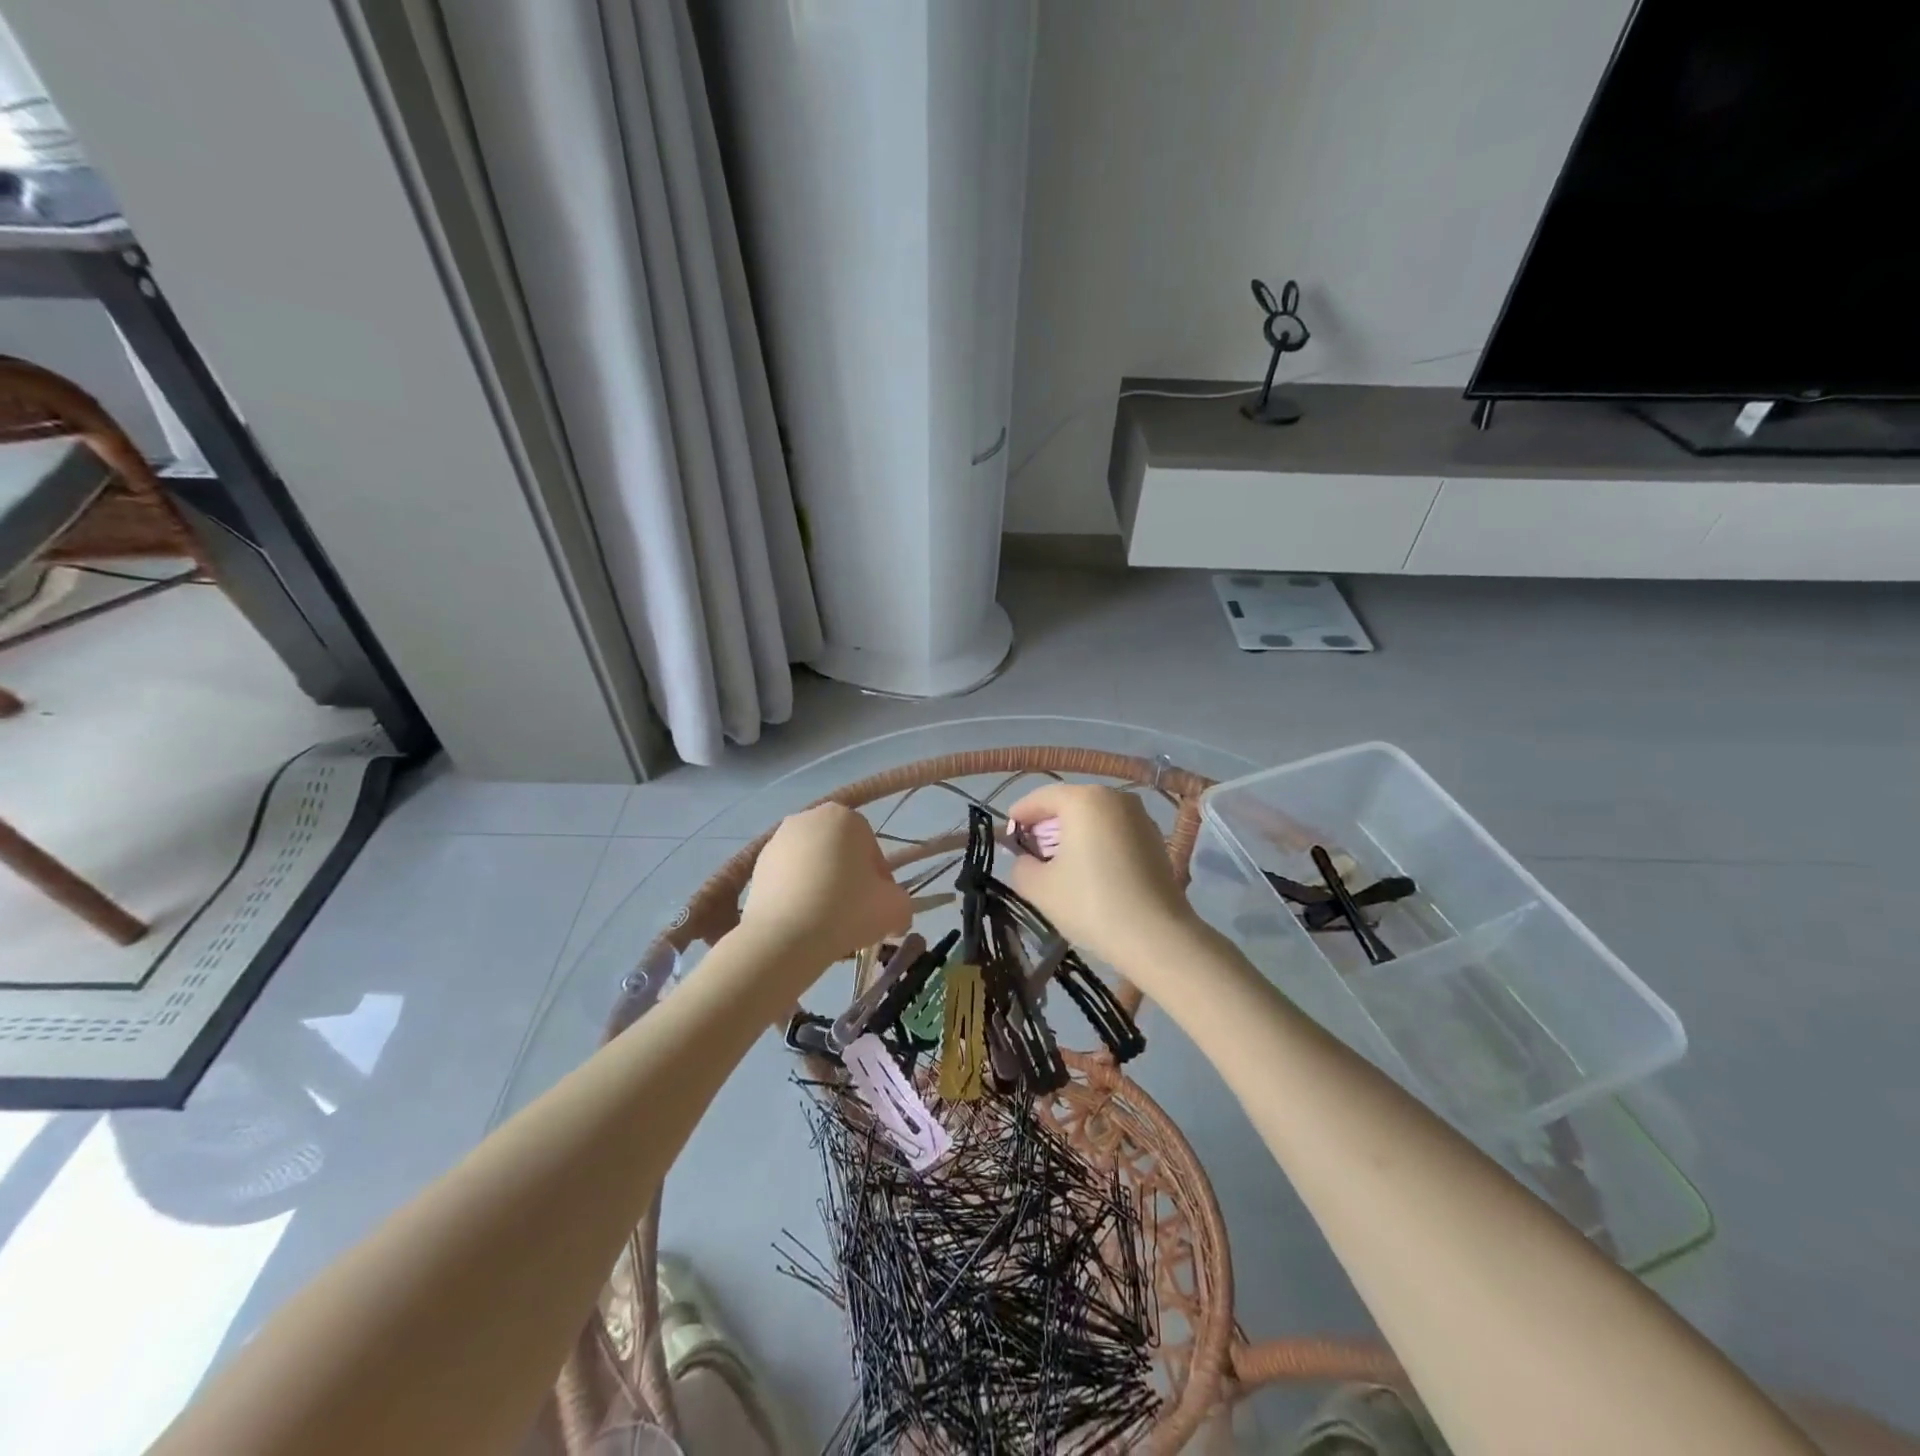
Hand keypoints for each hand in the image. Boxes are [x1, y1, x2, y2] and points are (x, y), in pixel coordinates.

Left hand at [739, 803, 911, 968]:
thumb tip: (894, 916)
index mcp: (845, 816)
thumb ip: (903, 905)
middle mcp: (808, 818)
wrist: (785, 937)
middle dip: (849, 879)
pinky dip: (797, 894)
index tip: (877, 906)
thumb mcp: (895, 908)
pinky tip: (802, 921)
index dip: (879, 880)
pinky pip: (788, 878)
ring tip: (826, 921)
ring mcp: (777, 840)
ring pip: (813, 864)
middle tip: (854, 914)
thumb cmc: (847, 910)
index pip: (871, 848)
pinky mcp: (756, 866)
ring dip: (822, 886)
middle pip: (840, 852)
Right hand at [1005, 784, 1200, 974]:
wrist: (1156, 936)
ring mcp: (1140, 817)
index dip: (1019, 814)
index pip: (1041, 797)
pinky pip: (1114, 832)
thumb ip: (1020, 866)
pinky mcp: (1155, 839)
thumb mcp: (1039, 887)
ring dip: (1073, 834)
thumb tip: (1024, 859)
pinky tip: (1089, 871)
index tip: (1005, 834)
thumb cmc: (1091, 903)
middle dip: (1046, 825)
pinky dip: (1097, 843)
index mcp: (1084, 799)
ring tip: (1058, 863)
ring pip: (1094, 818)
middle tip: (1029, 850)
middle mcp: (1115, 797)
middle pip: (1069, 804)